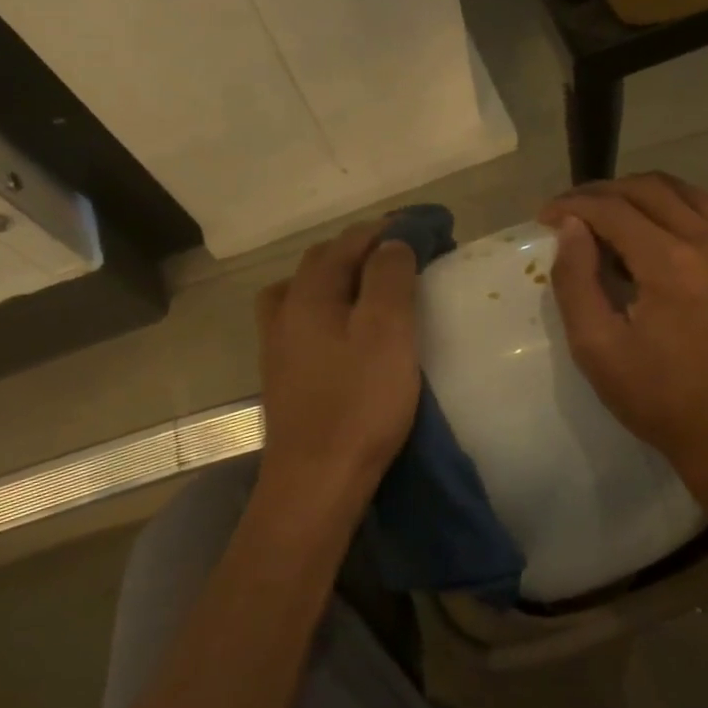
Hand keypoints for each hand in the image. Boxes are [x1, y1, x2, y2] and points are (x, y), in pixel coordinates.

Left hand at [256, 220, 420, 506]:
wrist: (316, 479)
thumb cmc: (359, 402)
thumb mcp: (387, 332)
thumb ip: (389, 277)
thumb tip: (392, 241)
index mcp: (310, 292)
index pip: (351, 240)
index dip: (390, 229)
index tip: (428, 227)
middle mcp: (286, 307)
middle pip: (324, 259)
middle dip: (366, 246)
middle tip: (408, 252)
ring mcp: (278, 341)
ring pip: (307, 287)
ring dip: (342, 274)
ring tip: (375, 280)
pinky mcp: (283, 370)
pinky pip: (304, 316)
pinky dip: (328, 303)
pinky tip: (344, 323)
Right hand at [540, 174, 707, 487]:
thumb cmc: (662, 402)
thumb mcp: (598, 350)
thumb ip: (576, 282)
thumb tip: (570, 227)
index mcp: (671, 263)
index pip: (613, 209)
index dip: (573, 204)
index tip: (546, 214)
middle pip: (653, 189)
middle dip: (606, 191)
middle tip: (576, 209)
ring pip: (693, 197)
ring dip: (648, 196)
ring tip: (618, 214)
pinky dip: (685, 218)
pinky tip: (668, 245)